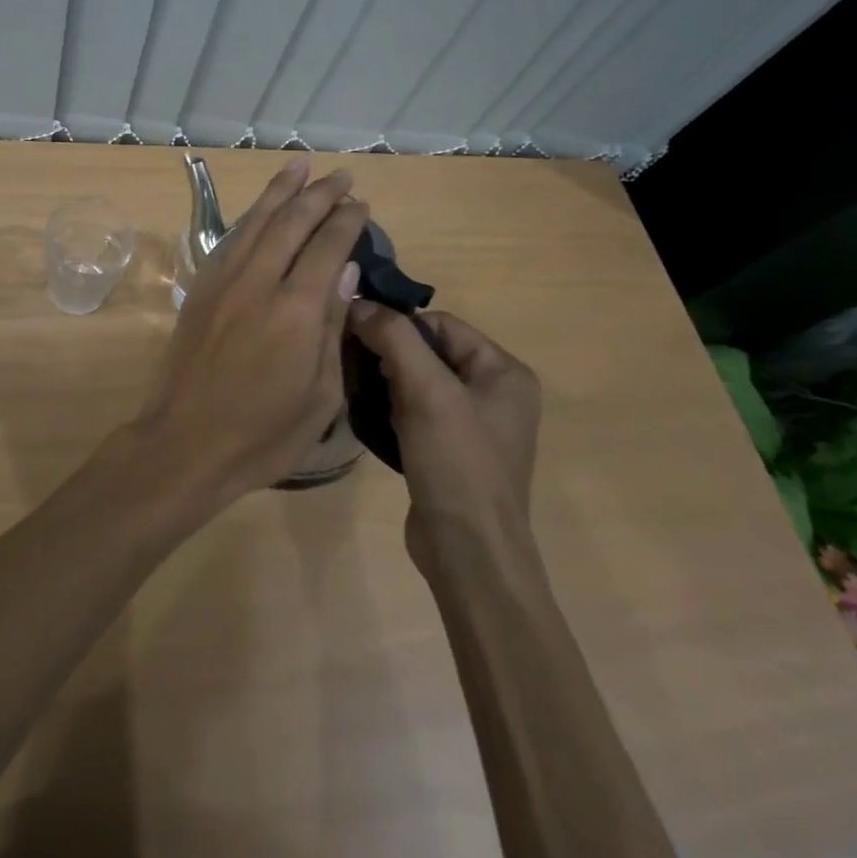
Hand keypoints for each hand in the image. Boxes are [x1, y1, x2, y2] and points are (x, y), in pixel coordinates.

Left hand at [131, 157, 370, 507]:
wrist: (185, 442)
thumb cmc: (264, 433)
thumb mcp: (320, 394)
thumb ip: (333, 325)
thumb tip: (345, 269)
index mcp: (297, 309)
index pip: (327, 246)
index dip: (346, 220)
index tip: (361, 204)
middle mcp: (259, 281)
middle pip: (292, 222)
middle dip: (319, 194)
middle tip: (340, 176)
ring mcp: (223, 281)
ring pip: (256, 221)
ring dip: (280, 190)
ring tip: (299, 165)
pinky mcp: (200, 288)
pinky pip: (230, 239)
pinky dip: (250, 217)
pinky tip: (260, 210)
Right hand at [345, 305, 540, 578]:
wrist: (469, 555)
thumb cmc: (457, 464)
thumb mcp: (427, 392)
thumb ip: (394, 338)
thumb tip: (358, 302)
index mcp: (503, 371)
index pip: (440, 323)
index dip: (398, 326)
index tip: (358, 338)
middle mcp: (494, 392)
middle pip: (427, 350)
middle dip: (388, 354)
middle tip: (353, 365)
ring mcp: (473, 424)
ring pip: (416, 380)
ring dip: (384, 381)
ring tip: (356, 389)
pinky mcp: (451, 450)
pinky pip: (414, 410)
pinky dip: (389, 408)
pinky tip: (369, 417)